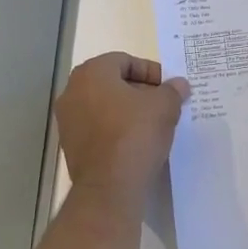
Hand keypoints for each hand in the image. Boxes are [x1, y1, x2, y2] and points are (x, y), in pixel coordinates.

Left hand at [55, 53, 190, 212]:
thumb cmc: (135, 135)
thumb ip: (172, 91)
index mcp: (91, 73)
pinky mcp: (70, 145)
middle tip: (163, 104)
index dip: (150, 71)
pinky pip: (97, 128)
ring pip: (104, 106)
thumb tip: (179, 84)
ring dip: (127, 111)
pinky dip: (115, 129)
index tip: (168, 88)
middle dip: (139, 91)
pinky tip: (136, 142)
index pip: (124, 61)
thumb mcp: (164, 107)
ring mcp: (68, 120)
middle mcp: (72, 91)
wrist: (109, 187)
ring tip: (153, 124)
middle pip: (112, 82)